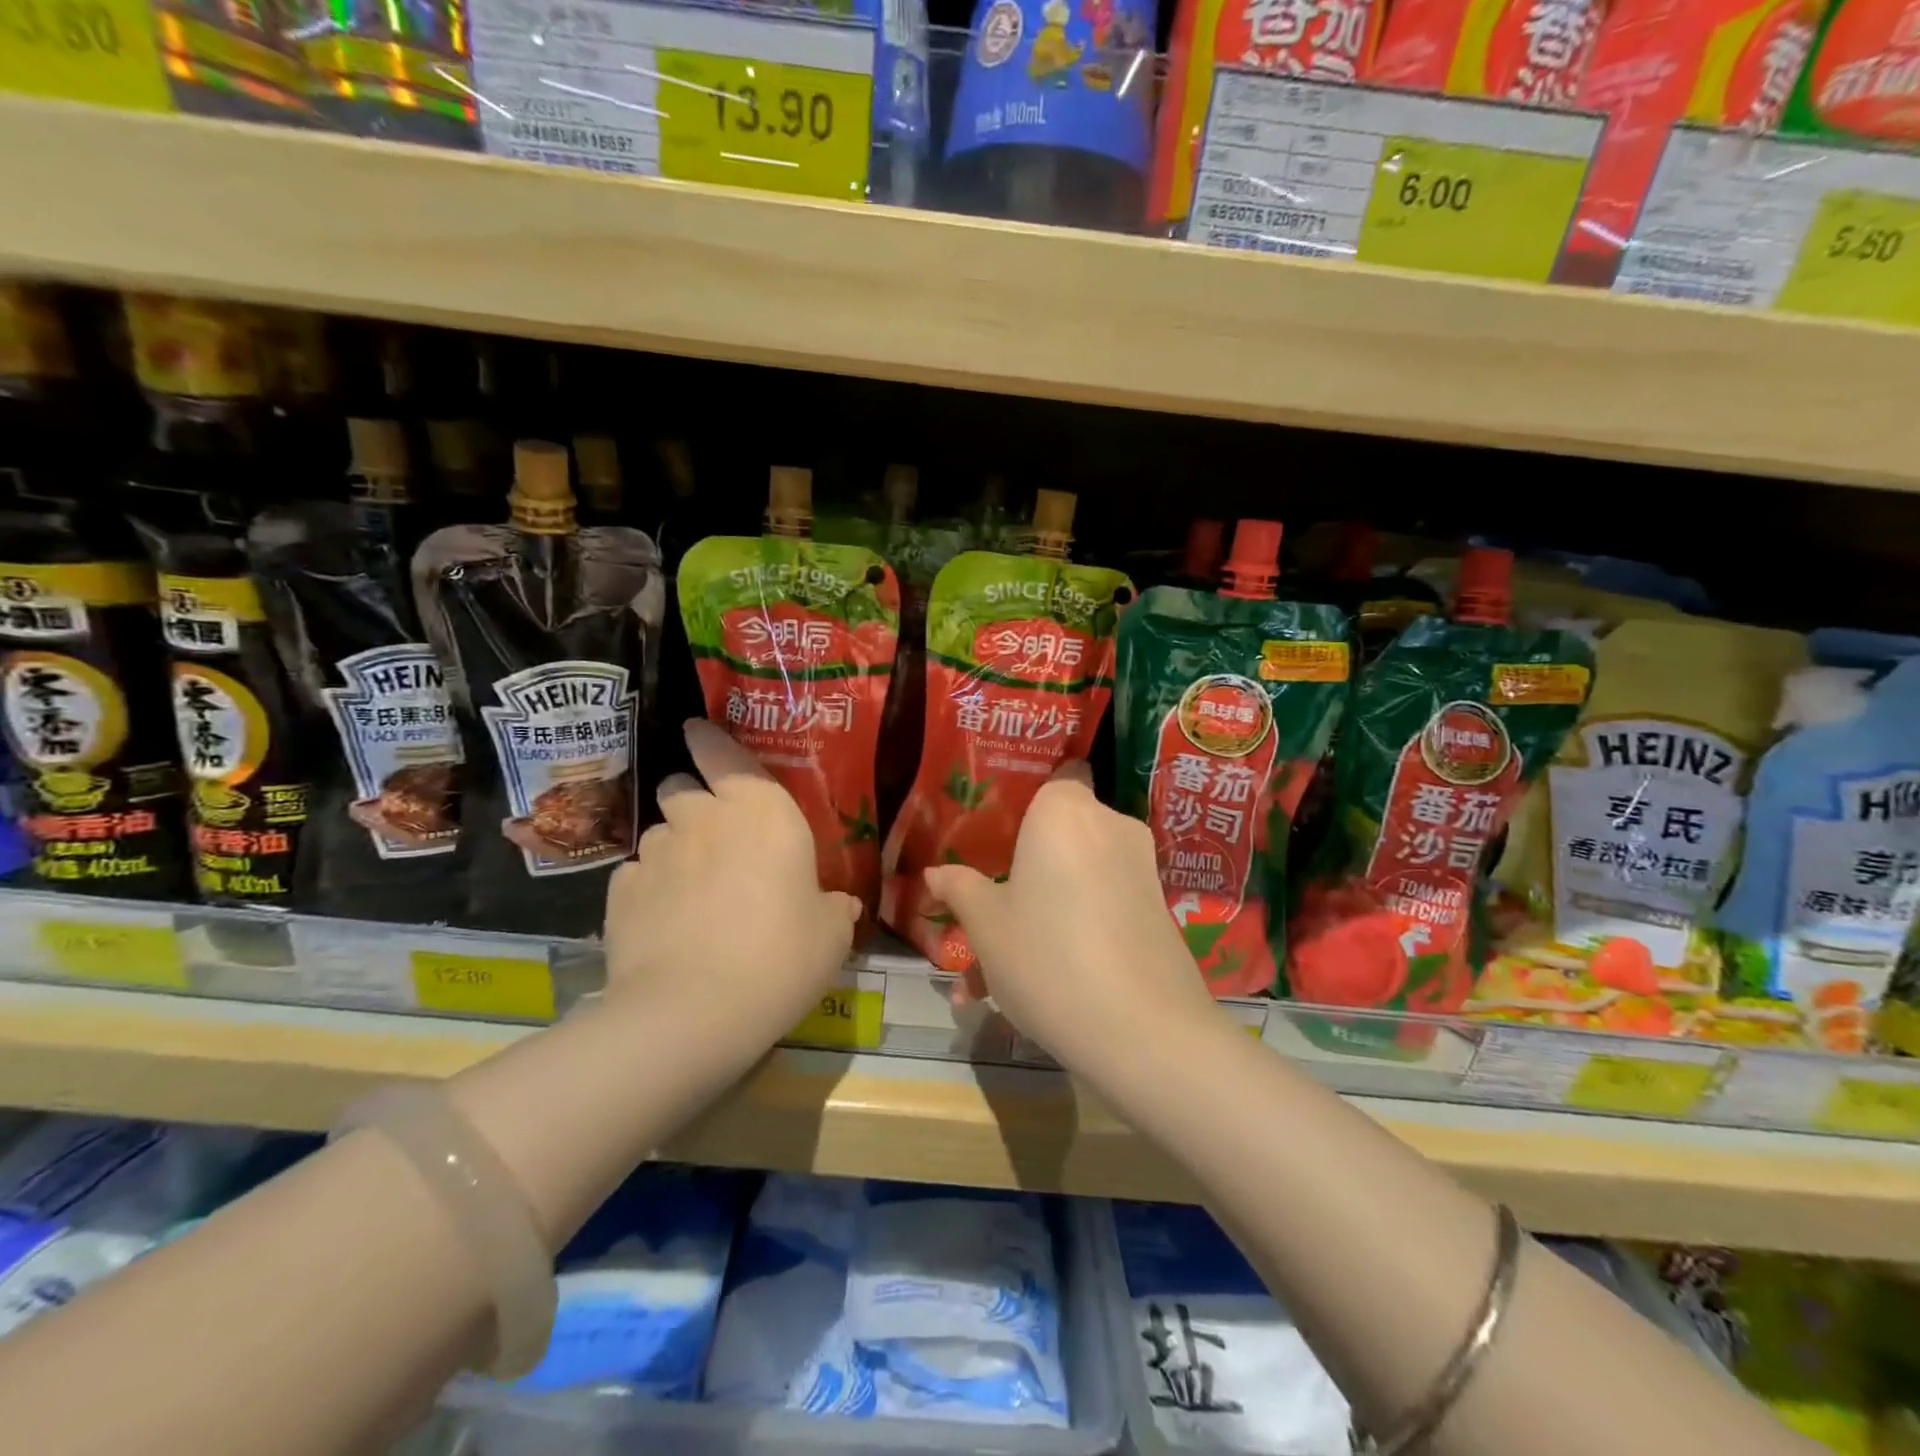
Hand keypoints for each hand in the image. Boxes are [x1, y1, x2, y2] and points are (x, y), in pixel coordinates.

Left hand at [603, 720, 859, 1045]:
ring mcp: (656, 852)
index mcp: (762, 811)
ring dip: (674, 847)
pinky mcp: (621, 892)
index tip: (695, 731)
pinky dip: (650, 888)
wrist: (692, 1013)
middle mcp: (703, 817)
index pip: (723, 751)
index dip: (707, 739)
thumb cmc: (781, 957)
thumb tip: (838, 905)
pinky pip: (637, 875)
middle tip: (712, 833)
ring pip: (659, 831)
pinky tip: (664, 921)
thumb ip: (833, 908)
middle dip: (692, 799)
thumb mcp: (831, 934)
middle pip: (681, 786)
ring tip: (690, 888)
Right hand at [923, 761, 1216, 1072]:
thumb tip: (935, 874)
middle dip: (1017, 875)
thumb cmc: (1047, 958)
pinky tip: (1035, 988)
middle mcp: (1109, 825)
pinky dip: (1069, 931)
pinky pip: (1099, 905)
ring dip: (1036, 915)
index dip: (1020, 802)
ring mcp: (1139, 867)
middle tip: (982, 916)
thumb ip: (960, 889)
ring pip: (1073, 880)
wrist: (1144, 1032)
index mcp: (1064, 810)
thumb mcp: (987, 926)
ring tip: (990, 979)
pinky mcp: (1157, 908)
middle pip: (1055, 836)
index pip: (1049, 776)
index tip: (990, 834)